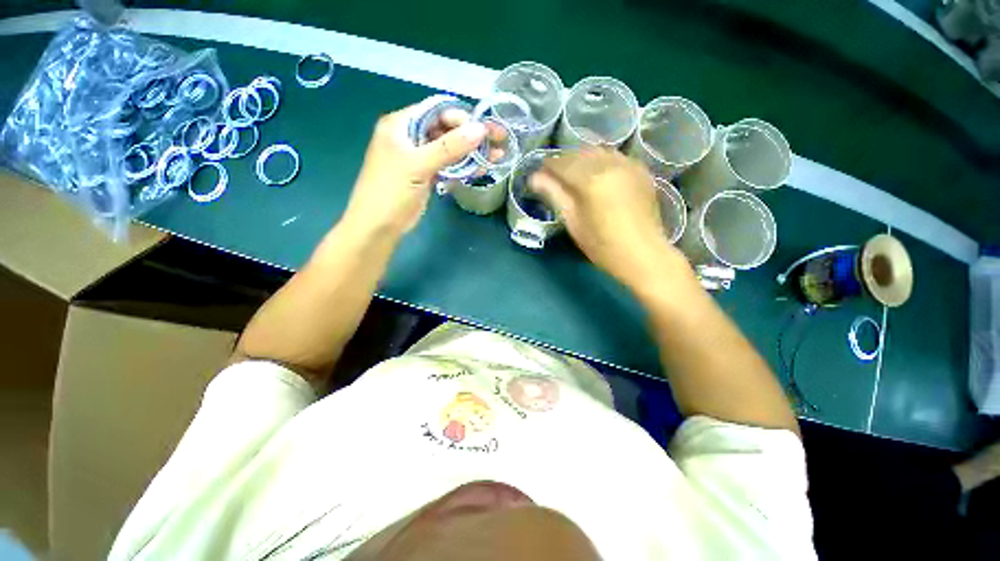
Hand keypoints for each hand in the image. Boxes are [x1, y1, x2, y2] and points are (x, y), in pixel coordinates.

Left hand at [342, 102, 488, 237]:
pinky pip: (449, 165)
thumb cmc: (391, 190)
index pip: (436, 110)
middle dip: (472, 135)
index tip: (485, 129)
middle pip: (446, 129)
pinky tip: (482, 168)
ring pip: (450, 148)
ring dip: (472, 152)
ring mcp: (420, 157)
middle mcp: (411, 136)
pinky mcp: (427, 175)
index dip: (462, 117)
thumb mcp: (418, 165)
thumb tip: (481, 130)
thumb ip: (449, 147)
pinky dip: (464, 166)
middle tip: (500, 139)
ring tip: (497, 155)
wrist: (379, 226)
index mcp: (402, 124)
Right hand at [529, 149, 687, 286]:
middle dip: (565, 161)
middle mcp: (611, 164)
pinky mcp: (641, 170)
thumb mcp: (573, 221)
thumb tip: (534, 177)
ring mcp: (629, 165)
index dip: (548, 166)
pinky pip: (615, 157)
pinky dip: (601, 161)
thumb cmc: (601, 244)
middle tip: (554, 175)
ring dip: (583, 159)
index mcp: (591, 179)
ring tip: (574, 174)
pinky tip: (597, 174)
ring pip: (599, 152)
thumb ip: (554, 194)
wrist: (641, 254)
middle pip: (580, 153)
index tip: (539, 173)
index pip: (562, 163)